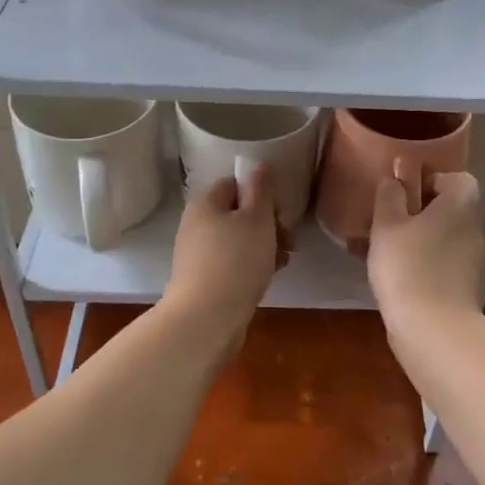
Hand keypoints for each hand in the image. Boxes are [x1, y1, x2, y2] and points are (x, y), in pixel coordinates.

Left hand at [163, 166, 280, 337]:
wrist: (207, 319)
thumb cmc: (236, 260)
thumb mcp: (257, 219)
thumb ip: (260, 191)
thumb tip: (258, 166)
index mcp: (204, 203)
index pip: (234, 184)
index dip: (260, 193)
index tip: (280, 211)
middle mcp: (196, 225)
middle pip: (237, 213)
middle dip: (267, 223)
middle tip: (288, 239)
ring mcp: (197, 255)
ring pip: (237, 240)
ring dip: (264, 246)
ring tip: (285, 260)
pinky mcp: (203, 281)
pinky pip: (232, 263)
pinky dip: (251, 265)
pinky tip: (269, 276)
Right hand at [368, 165, 484, 323]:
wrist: (434, 329)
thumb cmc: (408, 265)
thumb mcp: (387, 225)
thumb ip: (389, 196)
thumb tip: (394, 179)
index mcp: (461, 204)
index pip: (456, 178)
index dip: (429, 181)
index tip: (403, 195)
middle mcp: (473, 227)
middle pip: (448, 209)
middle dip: (418, 212)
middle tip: (386, 221)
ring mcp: (472, 259)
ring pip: (441, 237)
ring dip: (416, 239)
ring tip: (381, 249)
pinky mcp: (465, 286)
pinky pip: (440, 262)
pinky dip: (420, 262)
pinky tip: (393, 275)